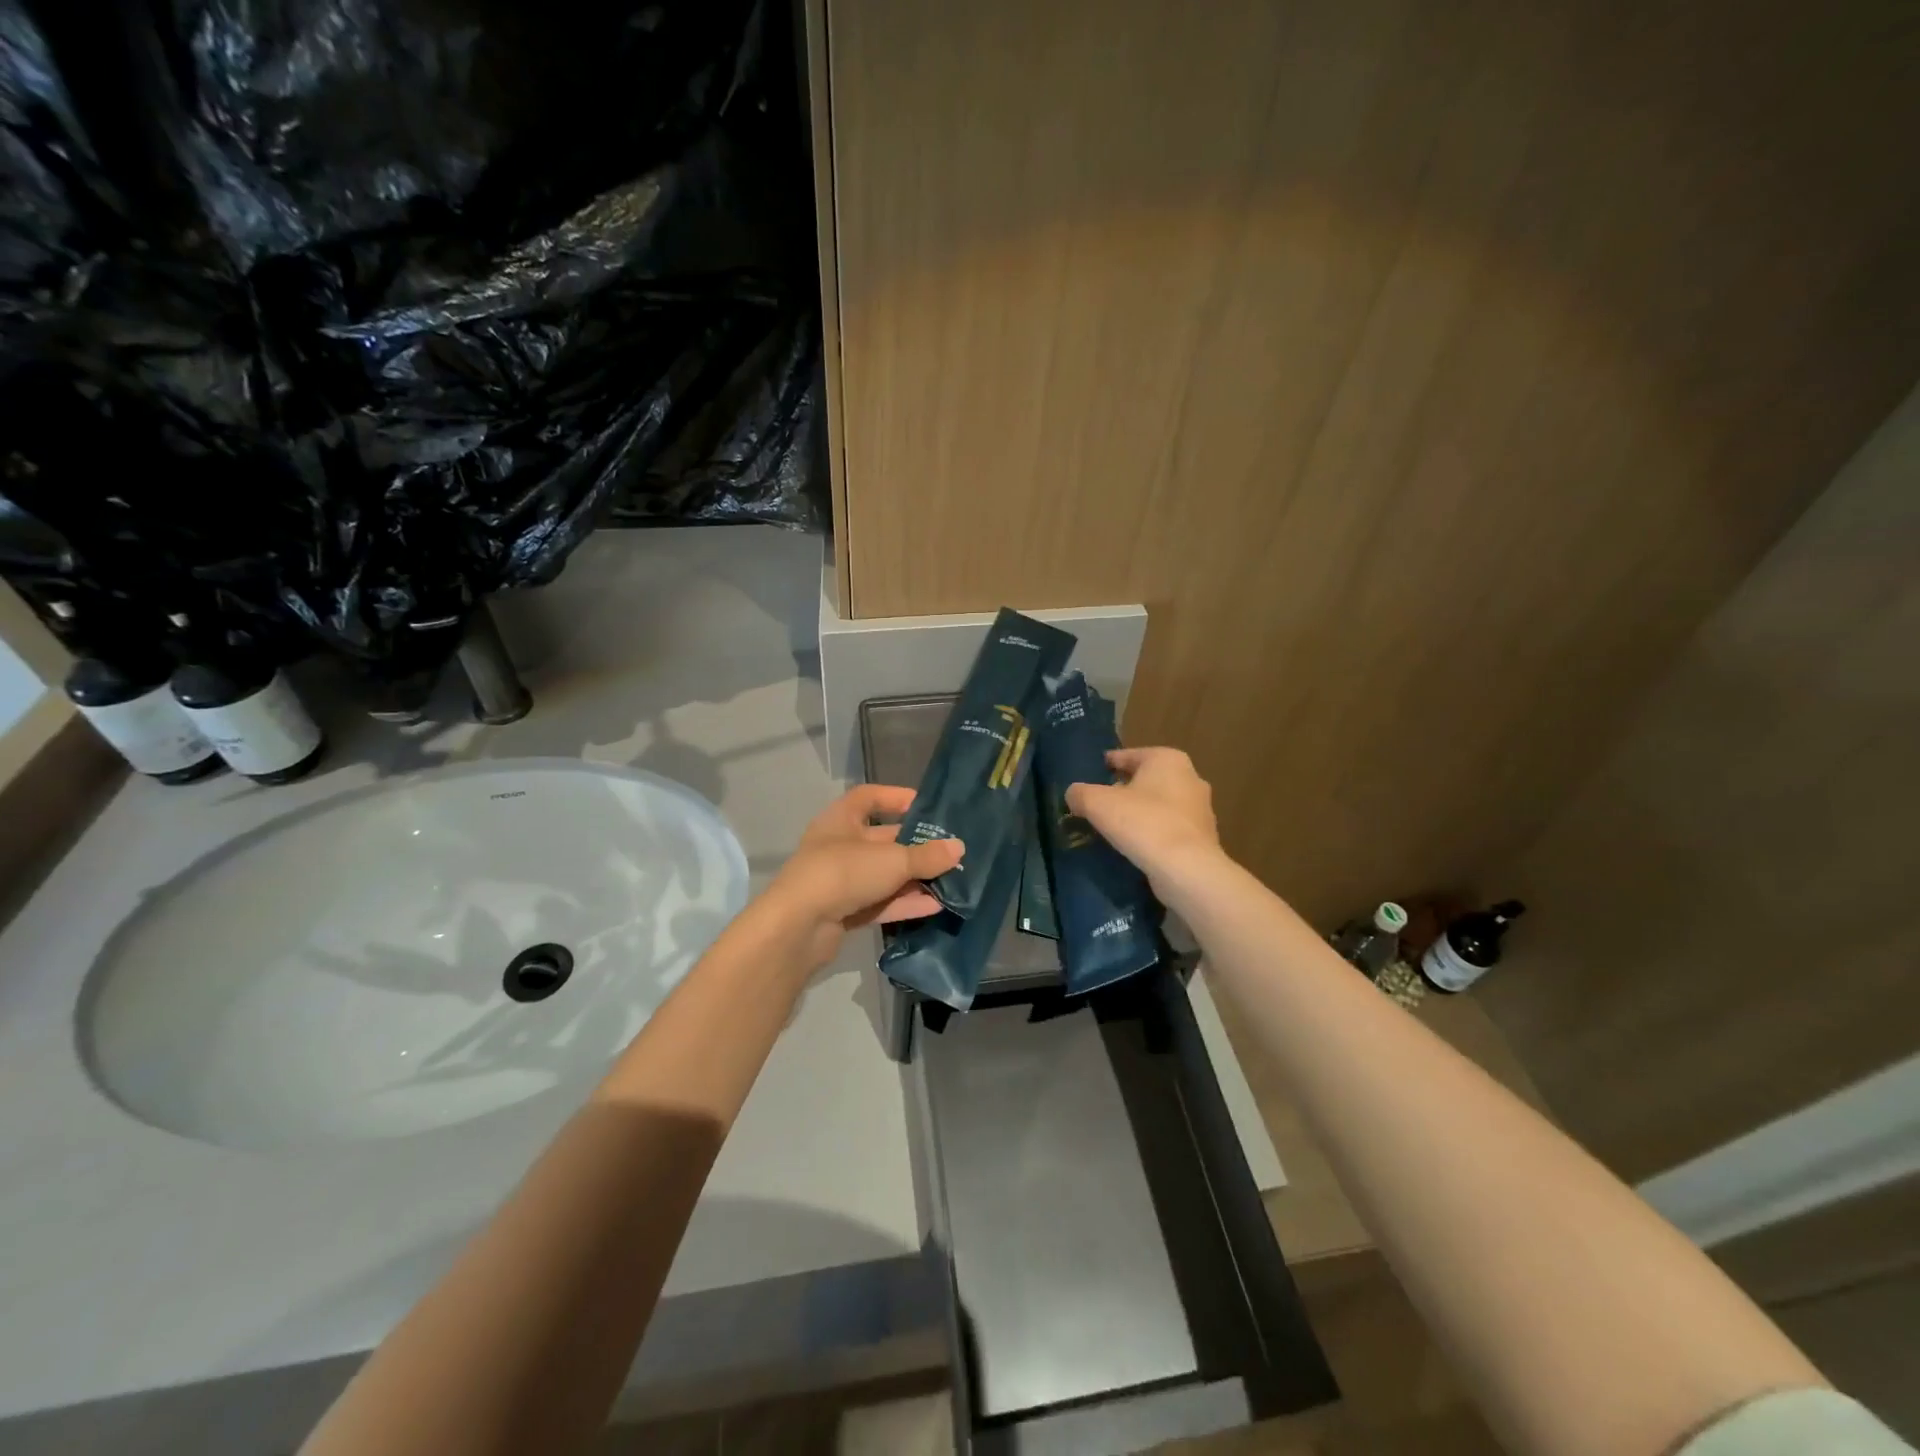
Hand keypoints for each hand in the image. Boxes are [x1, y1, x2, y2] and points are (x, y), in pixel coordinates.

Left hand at [764, 785, 964, 966]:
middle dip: (915, 846)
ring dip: (914, 878)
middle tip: (949, 851)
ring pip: (883, 874)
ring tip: (949, 881)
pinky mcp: (843, 911)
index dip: (896, 797)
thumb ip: (926, 855)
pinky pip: (879, 902)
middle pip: (883, 840)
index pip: (869, 797)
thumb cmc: (843, 873)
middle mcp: (839, 846)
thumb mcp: (892, 860)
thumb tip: (959, 848)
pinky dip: (903, 903)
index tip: (925, 806)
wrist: (797, 928)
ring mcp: (840, 881)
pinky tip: (934, 907)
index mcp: (841, 819)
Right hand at [1065, 747, 1222, 895]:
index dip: (1106, 764)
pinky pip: (1169, 829)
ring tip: (1114, 829)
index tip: (1090, 776)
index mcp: (1167, 759)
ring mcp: (1201, 809)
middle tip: (1099, 805)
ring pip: (1159, 805)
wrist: (1187, 870)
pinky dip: (1153, 834)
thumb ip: (1080, 793)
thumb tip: (1074, 795)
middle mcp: (1190, 777)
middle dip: (1123, 790)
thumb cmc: (1143, 823)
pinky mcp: (1203, 838)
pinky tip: (1136, 847)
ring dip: (1139, 813)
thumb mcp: (1097, 803)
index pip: (1128, 755)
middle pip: (1145, 780)